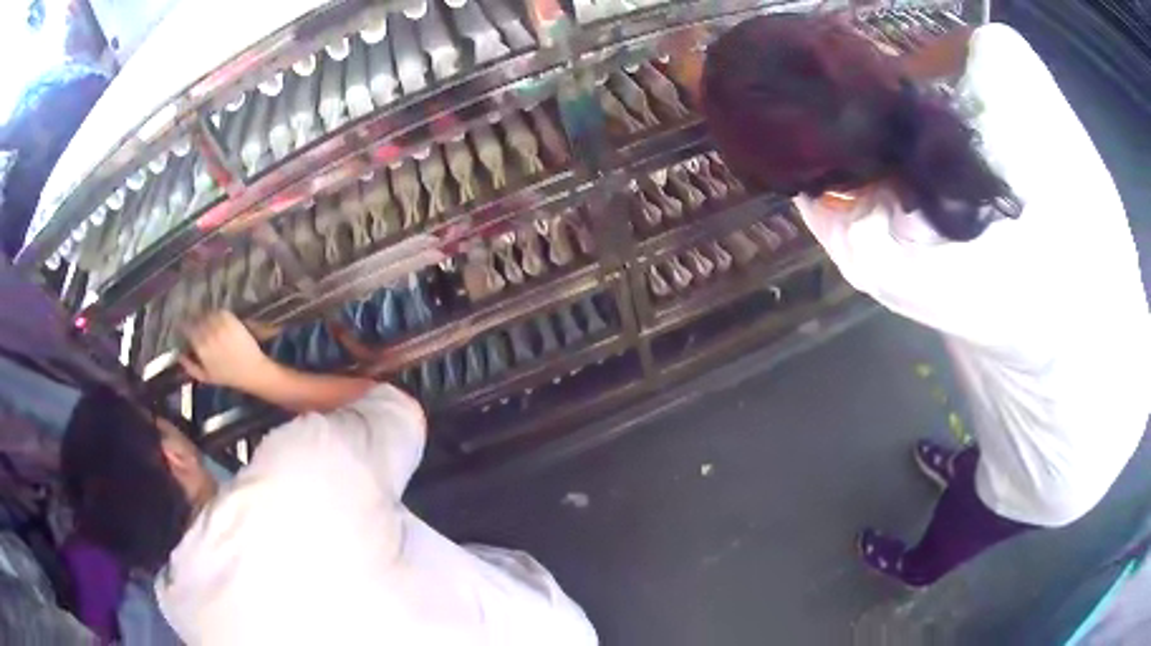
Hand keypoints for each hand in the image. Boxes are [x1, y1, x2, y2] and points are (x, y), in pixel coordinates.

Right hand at [179, 311, 274, 389]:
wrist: (252, 370)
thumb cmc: (228, 376)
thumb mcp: (205, 377)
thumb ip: (189, 366)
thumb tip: (177, 354)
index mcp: (201, 347)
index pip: (186, 328)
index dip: (183, 326)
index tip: (183, 327)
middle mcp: (209, 333)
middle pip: (196, 319)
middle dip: (193, 320)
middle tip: (195, 324)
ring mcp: (220, 324)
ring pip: (207, 314)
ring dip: (204, 316)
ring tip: (206, 322)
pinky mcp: (231, 318)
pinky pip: (219, 311)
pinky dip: (216, 314)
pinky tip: (217, 320)